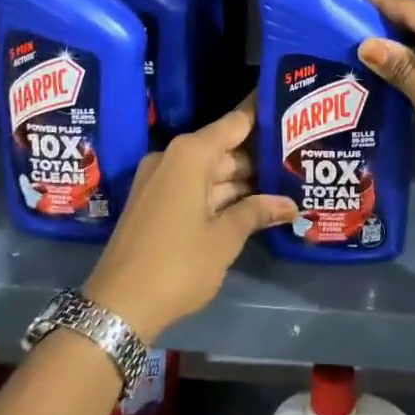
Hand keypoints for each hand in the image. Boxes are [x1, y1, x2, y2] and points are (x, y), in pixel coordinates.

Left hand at [83, 99, 297, 342]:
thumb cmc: (178, 264)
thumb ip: (257, 212)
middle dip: (258, 159)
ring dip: (242, 182)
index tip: (290, 107)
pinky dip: (220, 196)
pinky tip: (251, 205)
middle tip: (297, 160)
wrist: (118, 307)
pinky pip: (194, 188)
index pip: (235, 123)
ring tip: (284, 185)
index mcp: (191, 154)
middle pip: (224, 149)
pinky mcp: (154, 203)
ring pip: (210, 172)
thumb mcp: (225, 238)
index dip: (262, 115)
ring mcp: (160, 181)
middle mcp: (173, 158)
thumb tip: (290, 204)